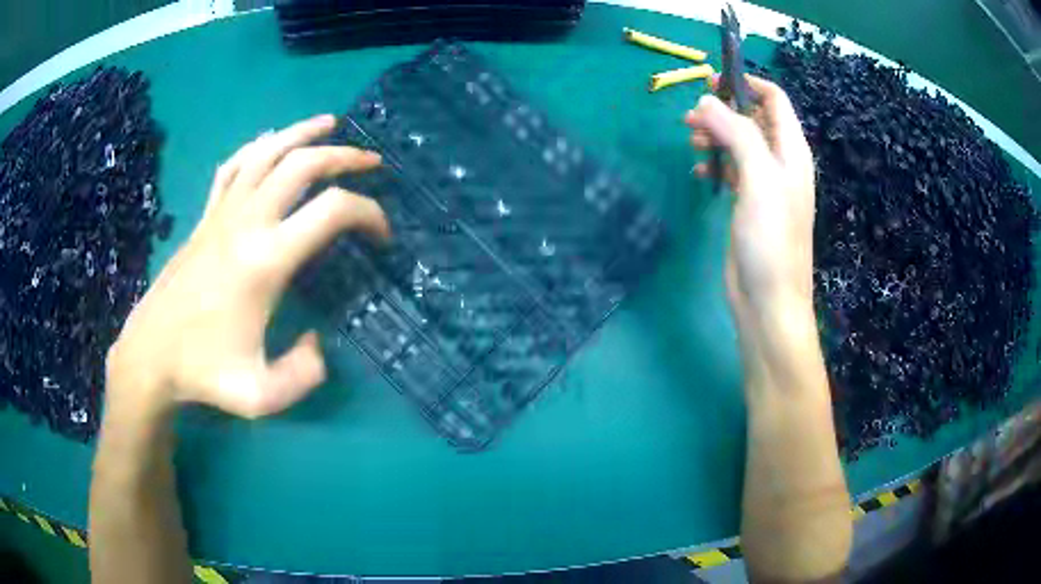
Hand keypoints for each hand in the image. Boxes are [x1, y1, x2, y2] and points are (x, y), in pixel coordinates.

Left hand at [105, 115, 388, 417]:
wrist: (151, 355)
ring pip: (266, 152)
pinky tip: (270, 141)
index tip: (382, 235)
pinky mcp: (205, 217)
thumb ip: (304, 374)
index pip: (331, 211)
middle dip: (344, 156)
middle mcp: (245, 224)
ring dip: (303, 133)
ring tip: (330, 124)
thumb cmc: (204, 374)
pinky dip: (257, 146)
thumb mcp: (262, 396)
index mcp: (265, 261)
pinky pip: (233, 167)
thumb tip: (319, 342)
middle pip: (302, 165)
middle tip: (371, 162)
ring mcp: (221, 214)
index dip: (369, 214)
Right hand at [685, 75, 815, 327]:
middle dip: (723, 111)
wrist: (768, 299)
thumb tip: (707, 101)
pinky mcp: (748, 202)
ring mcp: (764, 183)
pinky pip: (731, 168)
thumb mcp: (758, 177)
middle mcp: (780, 162)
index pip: (774, 100)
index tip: (711, 82)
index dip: (746, 84)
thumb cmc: (770, 238)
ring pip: (739, 142)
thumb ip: (736, 133)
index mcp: (791, 151)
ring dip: (715, 136)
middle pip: (752, 118)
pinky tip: (700, 172)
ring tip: (691, 144)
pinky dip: (715, 163)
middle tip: (691, 120)